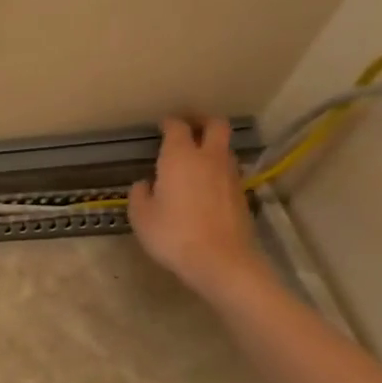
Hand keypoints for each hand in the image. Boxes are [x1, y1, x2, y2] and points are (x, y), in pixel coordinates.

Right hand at [128, 117, 267, 298]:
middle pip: (216, 125)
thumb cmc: (173, 234)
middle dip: (203, 121)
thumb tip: (145, 184)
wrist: (221, 261)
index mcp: (180, 157)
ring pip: (225, 149)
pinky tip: (206, 186)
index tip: (162, 125)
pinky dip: (218, 171)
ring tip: (196, 159)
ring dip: (212, 147)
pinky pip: (229, 172)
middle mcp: (208, 158)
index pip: (177, 127)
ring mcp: (230, 176)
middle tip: (189, 126)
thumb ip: (140, 194)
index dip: (169, 123)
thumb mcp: (141, 216)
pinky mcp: (242, 195)